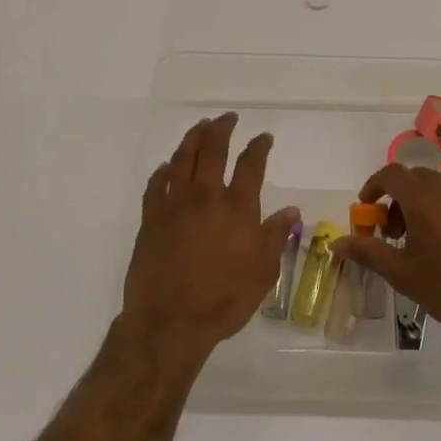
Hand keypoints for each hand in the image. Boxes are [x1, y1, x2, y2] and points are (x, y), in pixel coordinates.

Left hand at [122, 114, 299, 366]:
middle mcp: (205, 196)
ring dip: (192, 138)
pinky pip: (156, 184)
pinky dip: (164, 170)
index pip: (251, 164)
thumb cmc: (223, 300)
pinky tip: (167, 167)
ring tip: (200, 127)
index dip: (259, 146)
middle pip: (212, 148)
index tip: (264, 137)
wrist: (168, 322)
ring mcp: (174, 204)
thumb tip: (290, 210)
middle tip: (228, 118)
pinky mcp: (150, 218)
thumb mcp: (263, 272)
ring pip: (182, 158)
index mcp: (237, 207)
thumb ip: (275, 236)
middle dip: (222, 128)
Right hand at [334, 164, 440, 346]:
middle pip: (416, 180)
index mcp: (424, 196)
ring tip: (422, 242)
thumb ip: (367, 251)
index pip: (391, 174)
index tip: (367, 209)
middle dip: (398, 200)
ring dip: (423, 206)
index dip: (374, 187)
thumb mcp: (402, 273)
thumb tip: (337, 243)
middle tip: (393, 233)